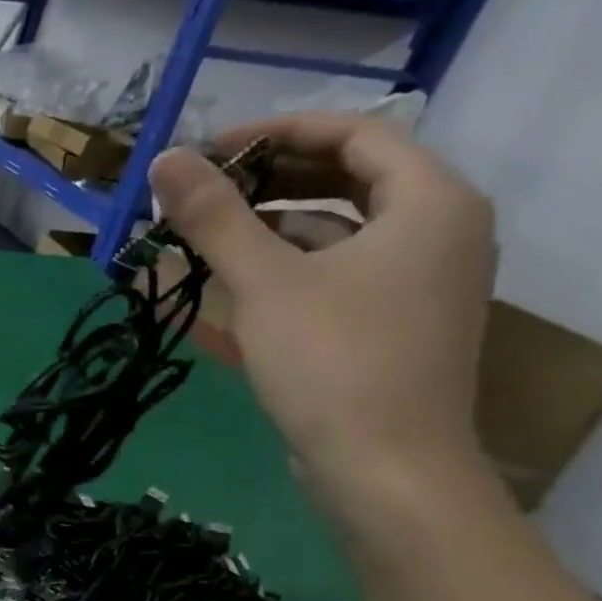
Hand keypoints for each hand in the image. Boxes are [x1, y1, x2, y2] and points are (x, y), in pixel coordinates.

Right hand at [148, 112, 496, 513]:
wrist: (384, 468)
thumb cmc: (333, 361)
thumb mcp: (265, 282)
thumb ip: (214, 217)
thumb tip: (164, 159)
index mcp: (430, 204)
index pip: (356, 134)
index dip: (278, 132)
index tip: (210, 151)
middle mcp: (437, 231)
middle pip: (348, 177)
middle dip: (268, 178)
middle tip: (200, 191)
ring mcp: (416, 280)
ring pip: (338, 227)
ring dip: (269, 223)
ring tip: (201, 233)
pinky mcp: (390, 321)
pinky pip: (335, 269)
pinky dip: (284, 263)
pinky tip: (230, 279)